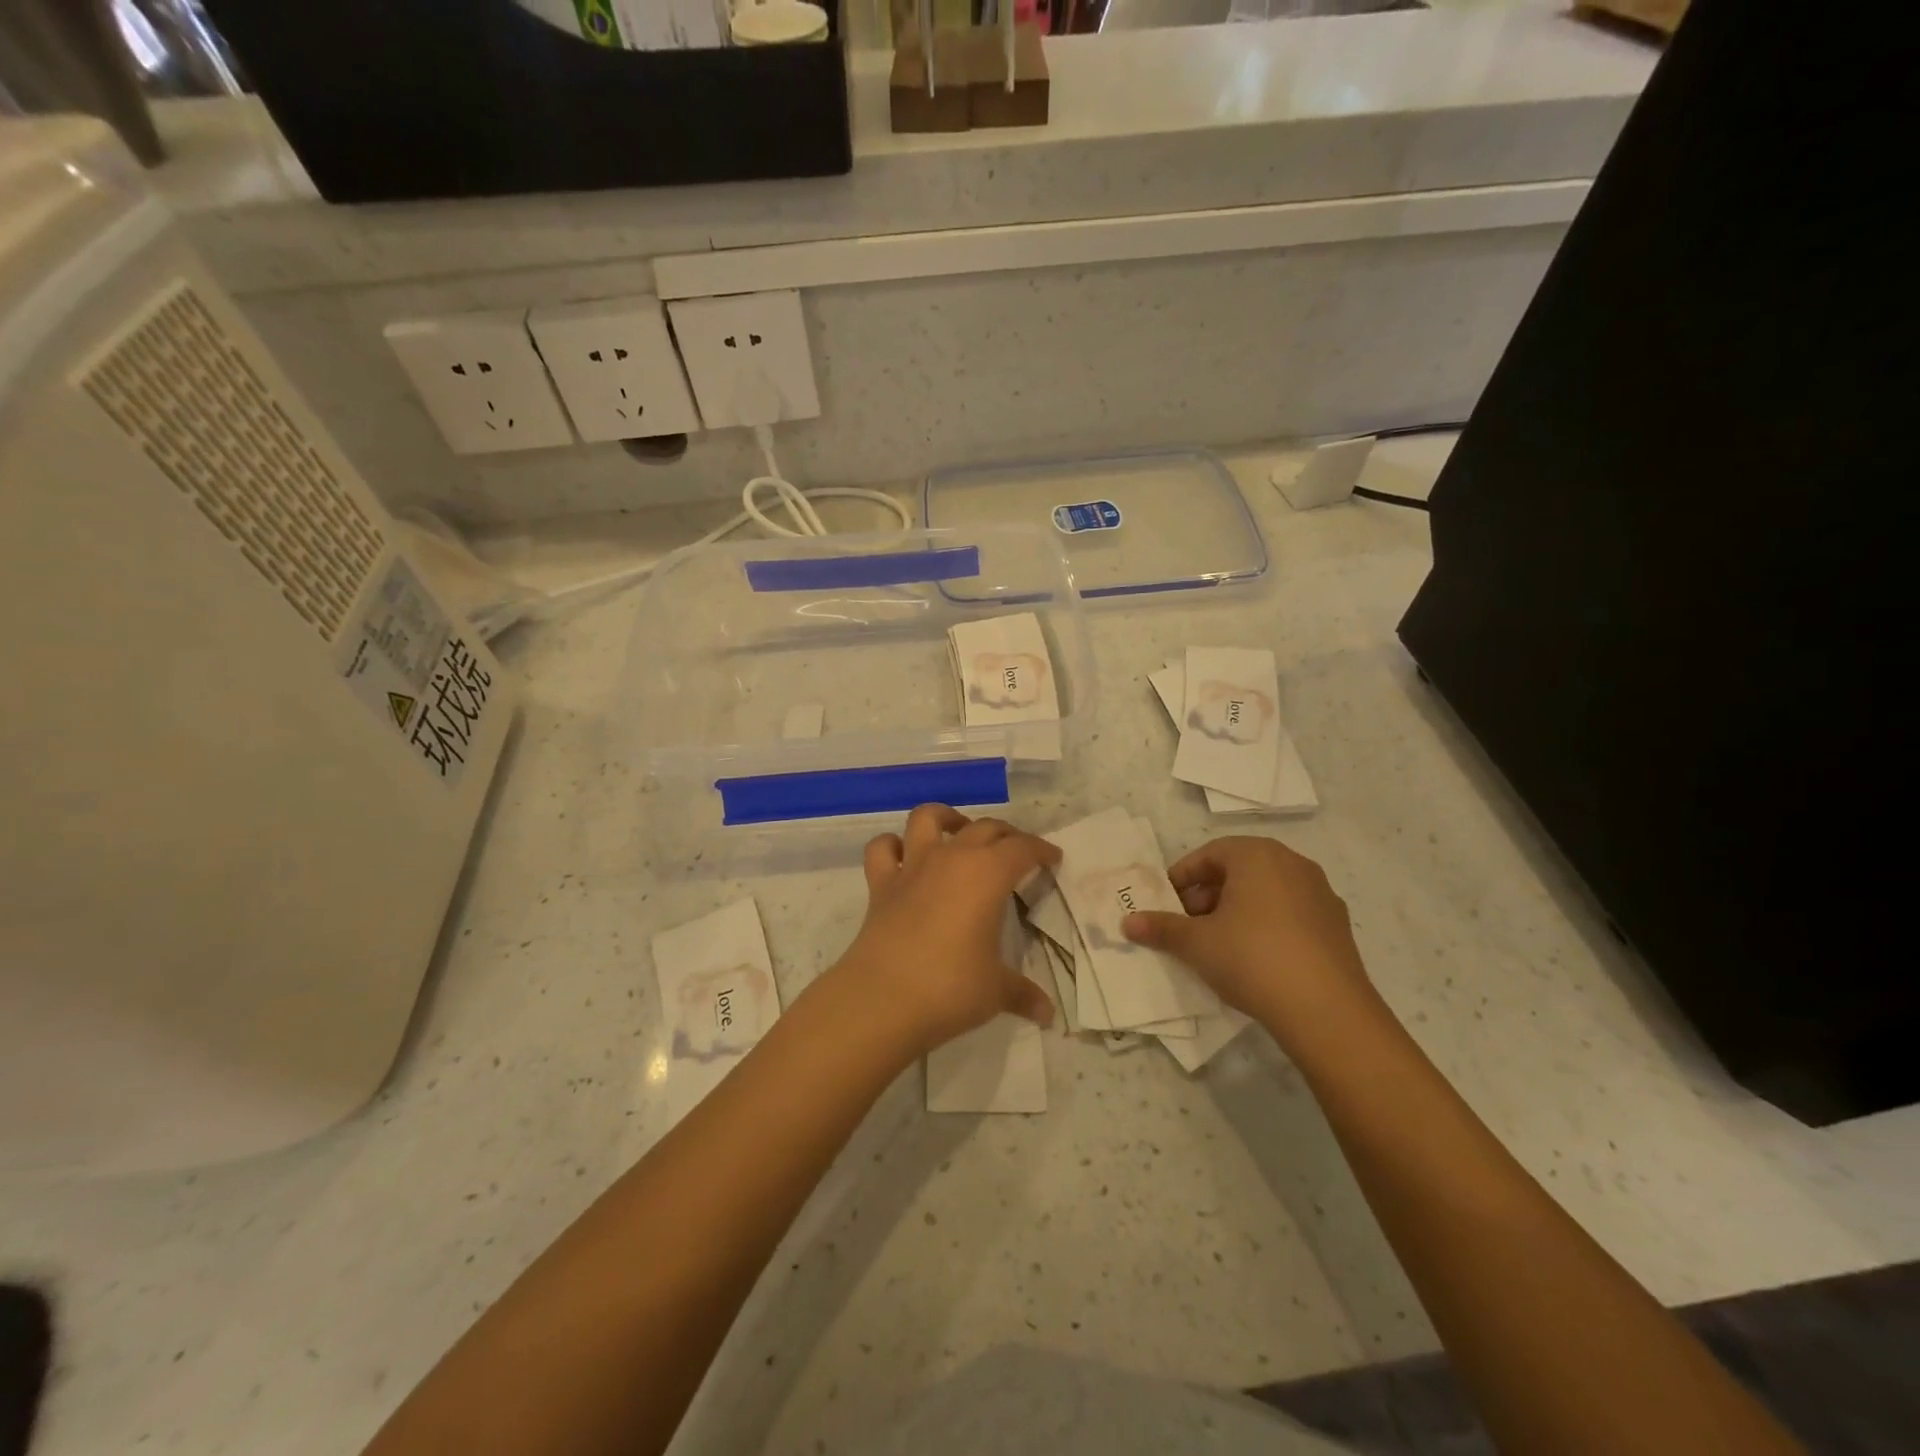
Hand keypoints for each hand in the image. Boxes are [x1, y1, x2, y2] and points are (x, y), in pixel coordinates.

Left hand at [828, 804, 1058, 1058]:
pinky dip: (893, 845)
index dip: (1041, 850)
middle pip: (984, 827)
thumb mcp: (996, 991)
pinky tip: (904, 856)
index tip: (1052, 858)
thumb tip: (1047, 1013)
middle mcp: (951, 858)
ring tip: (959, 832)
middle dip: (1006, 834)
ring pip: (928, 818)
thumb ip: (1022, 994)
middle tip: (1017, 852)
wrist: (882, 999)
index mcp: (988, 875)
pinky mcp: (880, 884)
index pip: (1022, 849)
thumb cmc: (950, 988)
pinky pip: (883, 848)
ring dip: (947, 818)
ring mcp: (912, 867)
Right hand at [1120, 836, 1378, 1052]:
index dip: (1182, 878)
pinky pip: (1290, 915)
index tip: (1166, 904)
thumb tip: (1127, 922)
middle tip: (1188, 925)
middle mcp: (1292, 864)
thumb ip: (1161, 928)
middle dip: (1208, 895)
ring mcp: (1320, 895)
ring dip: (1236, 911)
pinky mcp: (1337, 927)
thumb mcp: (1196, 943)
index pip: (1209, 854)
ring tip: (1217, 945)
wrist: (1327, 1011)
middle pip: (1238, 871)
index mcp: (1257, 855)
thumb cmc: (1252, 958)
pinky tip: (1254, 960)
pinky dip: (1266, 927)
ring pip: (1265, 893)